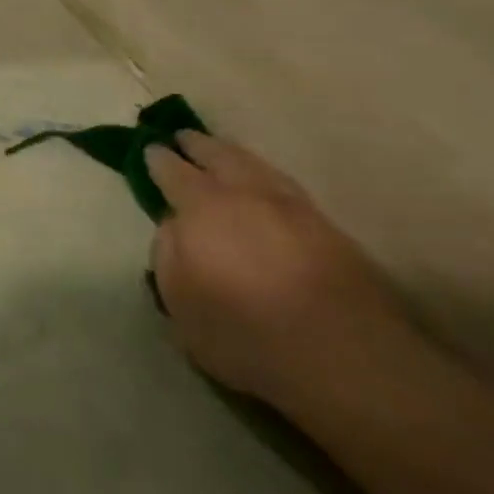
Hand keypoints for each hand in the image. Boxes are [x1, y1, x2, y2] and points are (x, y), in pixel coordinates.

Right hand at [146, 133, 407, 406]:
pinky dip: (264, 174)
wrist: (344, 356)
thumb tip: (174, 226)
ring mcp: (293, 207)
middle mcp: (247, 195)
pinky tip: (262, 182)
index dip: (159, 159)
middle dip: (198, 145)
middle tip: (184, 137)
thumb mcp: (180, 303)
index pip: (174, 172)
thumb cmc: (244, 332)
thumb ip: (167, 256)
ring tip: (221, 151)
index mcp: (203, 208)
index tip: (150, 149)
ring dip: (234, 154)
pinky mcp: (327, 227)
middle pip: (220, 156)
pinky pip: (283, 183)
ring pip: (256, 165)